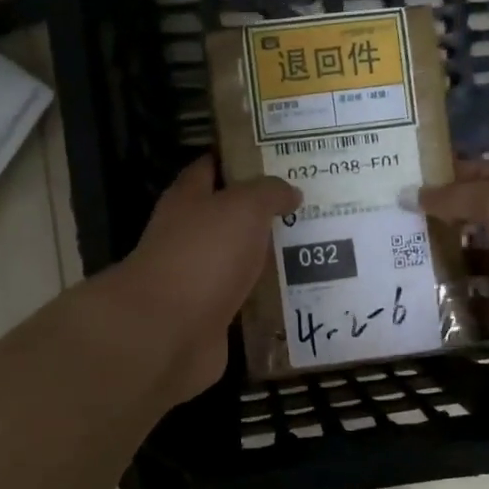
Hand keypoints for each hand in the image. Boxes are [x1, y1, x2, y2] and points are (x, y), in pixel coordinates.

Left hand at [105, 156, 298, 402]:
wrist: (168, 331)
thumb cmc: (202, 255)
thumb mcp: (243, 207)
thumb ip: (269, 193)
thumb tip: (291, 192)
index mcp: (188, 200)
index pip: (211, 168)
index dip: (240, 159)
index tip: (278, 157)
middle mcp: (189, 237)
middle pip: (229, 219)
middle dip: (265, 213)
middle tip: (312, 206)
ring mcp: (199, 280)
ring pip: (241, 262)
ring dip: (270, 259)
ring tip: (320, 251)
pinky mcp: (211, 318)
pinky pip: (247, 302)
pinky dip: (269, 299)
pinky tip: (303, 295)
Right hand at [419, 161, 488, 396]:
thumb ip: (459, 197)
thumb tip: (412, 194)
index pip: (487, 175)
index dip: (449, 175)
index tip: (404, 182)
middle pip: (481, 221)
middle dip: (441, 223)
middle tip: (392, 230)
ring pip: (484, 265)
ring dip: (450, 267)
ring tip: (402, 269)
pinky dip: (467, 309)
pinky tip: (433, 309)